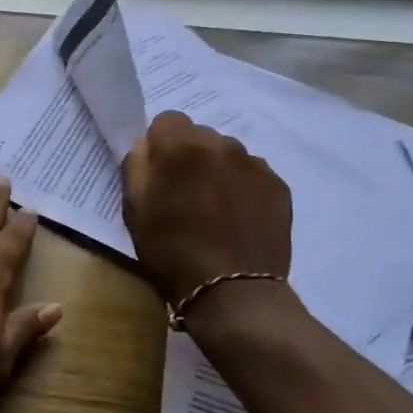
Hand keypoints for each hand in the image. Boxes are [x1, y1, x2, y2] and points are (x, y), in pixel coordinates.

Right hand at [122, 111, 292, 306]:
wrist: (232, 292)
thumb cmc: (171, 250)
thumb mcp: (133, 208)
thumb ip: (136, 165)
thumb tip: (148, 146)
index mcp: (180, 146)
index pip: (167, 120)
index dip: (160, 144)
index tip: (159, 173)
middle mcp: (221, 144)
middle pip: (199, 135)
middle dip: (190, 155)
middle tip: (185, 193)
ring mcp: (254, 164)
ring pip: (228, 153)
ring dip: (218, 170)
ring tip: (215, 208)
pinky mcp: (279, 186)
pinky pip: (252, 174)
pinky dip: (243, 188)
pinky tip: (238, 218)